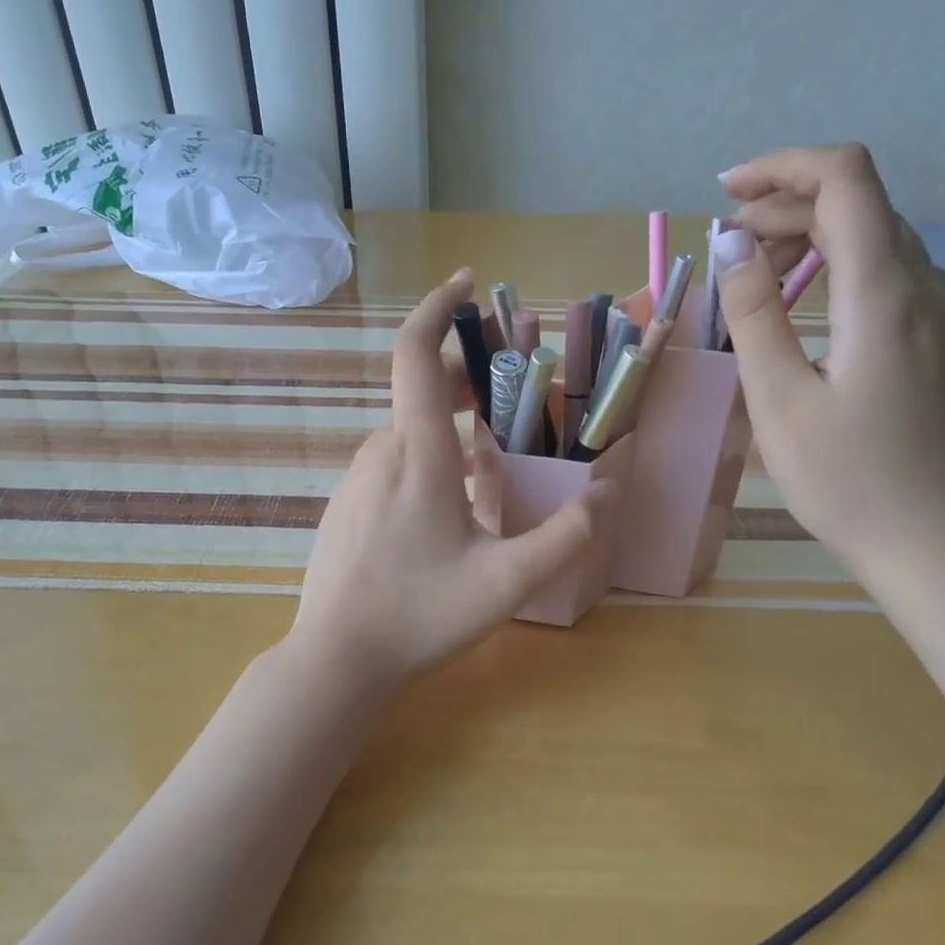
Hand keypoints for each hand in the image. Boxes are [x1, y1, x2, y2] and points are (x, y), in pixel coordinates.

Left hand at [292, 270, 615, 688]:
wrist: (336, 660)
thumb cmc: (421, 616)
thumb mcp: (508, 583)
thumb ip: (566, 536)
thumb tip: (608, 491)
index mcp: (418, 454)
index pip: (415, 354)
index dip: (437, 308)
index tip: (467, 284)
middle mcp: (380, 453)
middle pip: (421, 391)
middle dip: (466, 378)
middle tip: (513, 392)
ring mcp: (356, 479)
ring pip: (408, 431)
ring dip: (448, 423)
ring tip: (493, 455)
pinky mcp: (346, 505)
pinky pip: (391, 462)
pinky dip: (426, 455)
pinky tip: (449, 504)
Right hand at [713, 145, 944, 579]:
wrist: (923, 535)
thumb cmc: (843, 475)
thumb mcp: (778, 398)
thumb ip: (753, 314)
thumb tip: (730, 246)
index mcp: (880, 291)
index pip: (845, 179)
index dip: (783, 167)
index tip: (726, 194)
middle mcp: (917, 283)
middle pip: (856, 200)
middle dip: (783, 203)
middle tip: (723, 246)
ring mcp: (929, 309)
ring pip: (868, 233)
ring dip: (804, 233)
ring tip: (748, 271)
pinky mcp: (926, 335)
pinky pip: (878, 269)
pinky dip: (828, 263)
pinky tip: (794, 298)